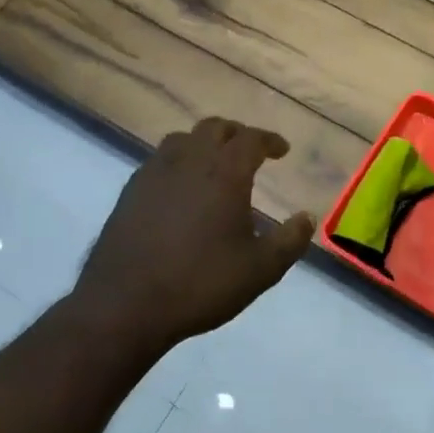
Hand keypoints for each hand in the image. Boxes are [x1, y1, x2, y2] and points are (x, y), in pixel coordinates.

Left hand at [71, 117, 312, 355]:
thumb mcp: (260, 270)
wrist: (126, 304)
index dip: (269, 140)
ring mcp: (154, 173)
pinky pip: (159, 160)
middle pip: (215, 128)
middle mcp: (189, 161)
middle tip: (250, 150)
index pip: (251, 139)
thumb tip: (307, 217)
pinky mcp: (130, 191)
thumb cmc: (201, 283)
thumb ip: (290, 240)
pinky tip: (181, 188)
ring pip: (183, 139)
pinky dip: (178, 162)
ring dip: (204, 143)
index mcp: (224, 172)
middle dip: (237, 134)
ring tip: (214, 164)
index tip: (282, 150)